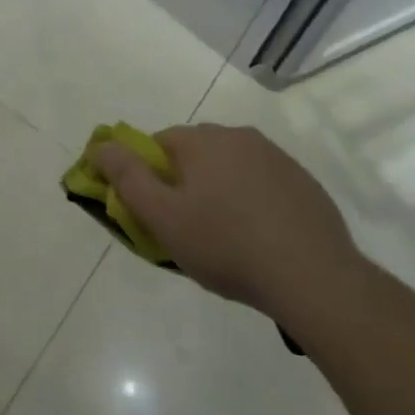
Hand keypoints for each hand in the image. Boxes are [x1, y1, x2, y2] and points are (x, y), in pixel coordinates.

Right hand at [93, 124, 362, 321]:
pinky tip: (260, 240)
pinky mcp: (305, 183)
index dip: (149, 177)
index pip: (157, 145)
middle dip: (185, 183)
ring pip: (230, 168)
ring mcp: (276, 158)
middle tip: (188, 228)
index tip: (156, 212)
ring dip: (220, 192)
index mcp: (201, 140)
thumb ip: (125, 177)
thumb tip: (99, 146)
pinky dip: (254, 203)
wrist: (315, 279)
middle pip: (195, 154)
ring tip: (226, 239)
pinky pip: (264, 185)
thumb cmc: (226, 246)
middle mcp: (238, 136)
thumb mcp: (162, 217)